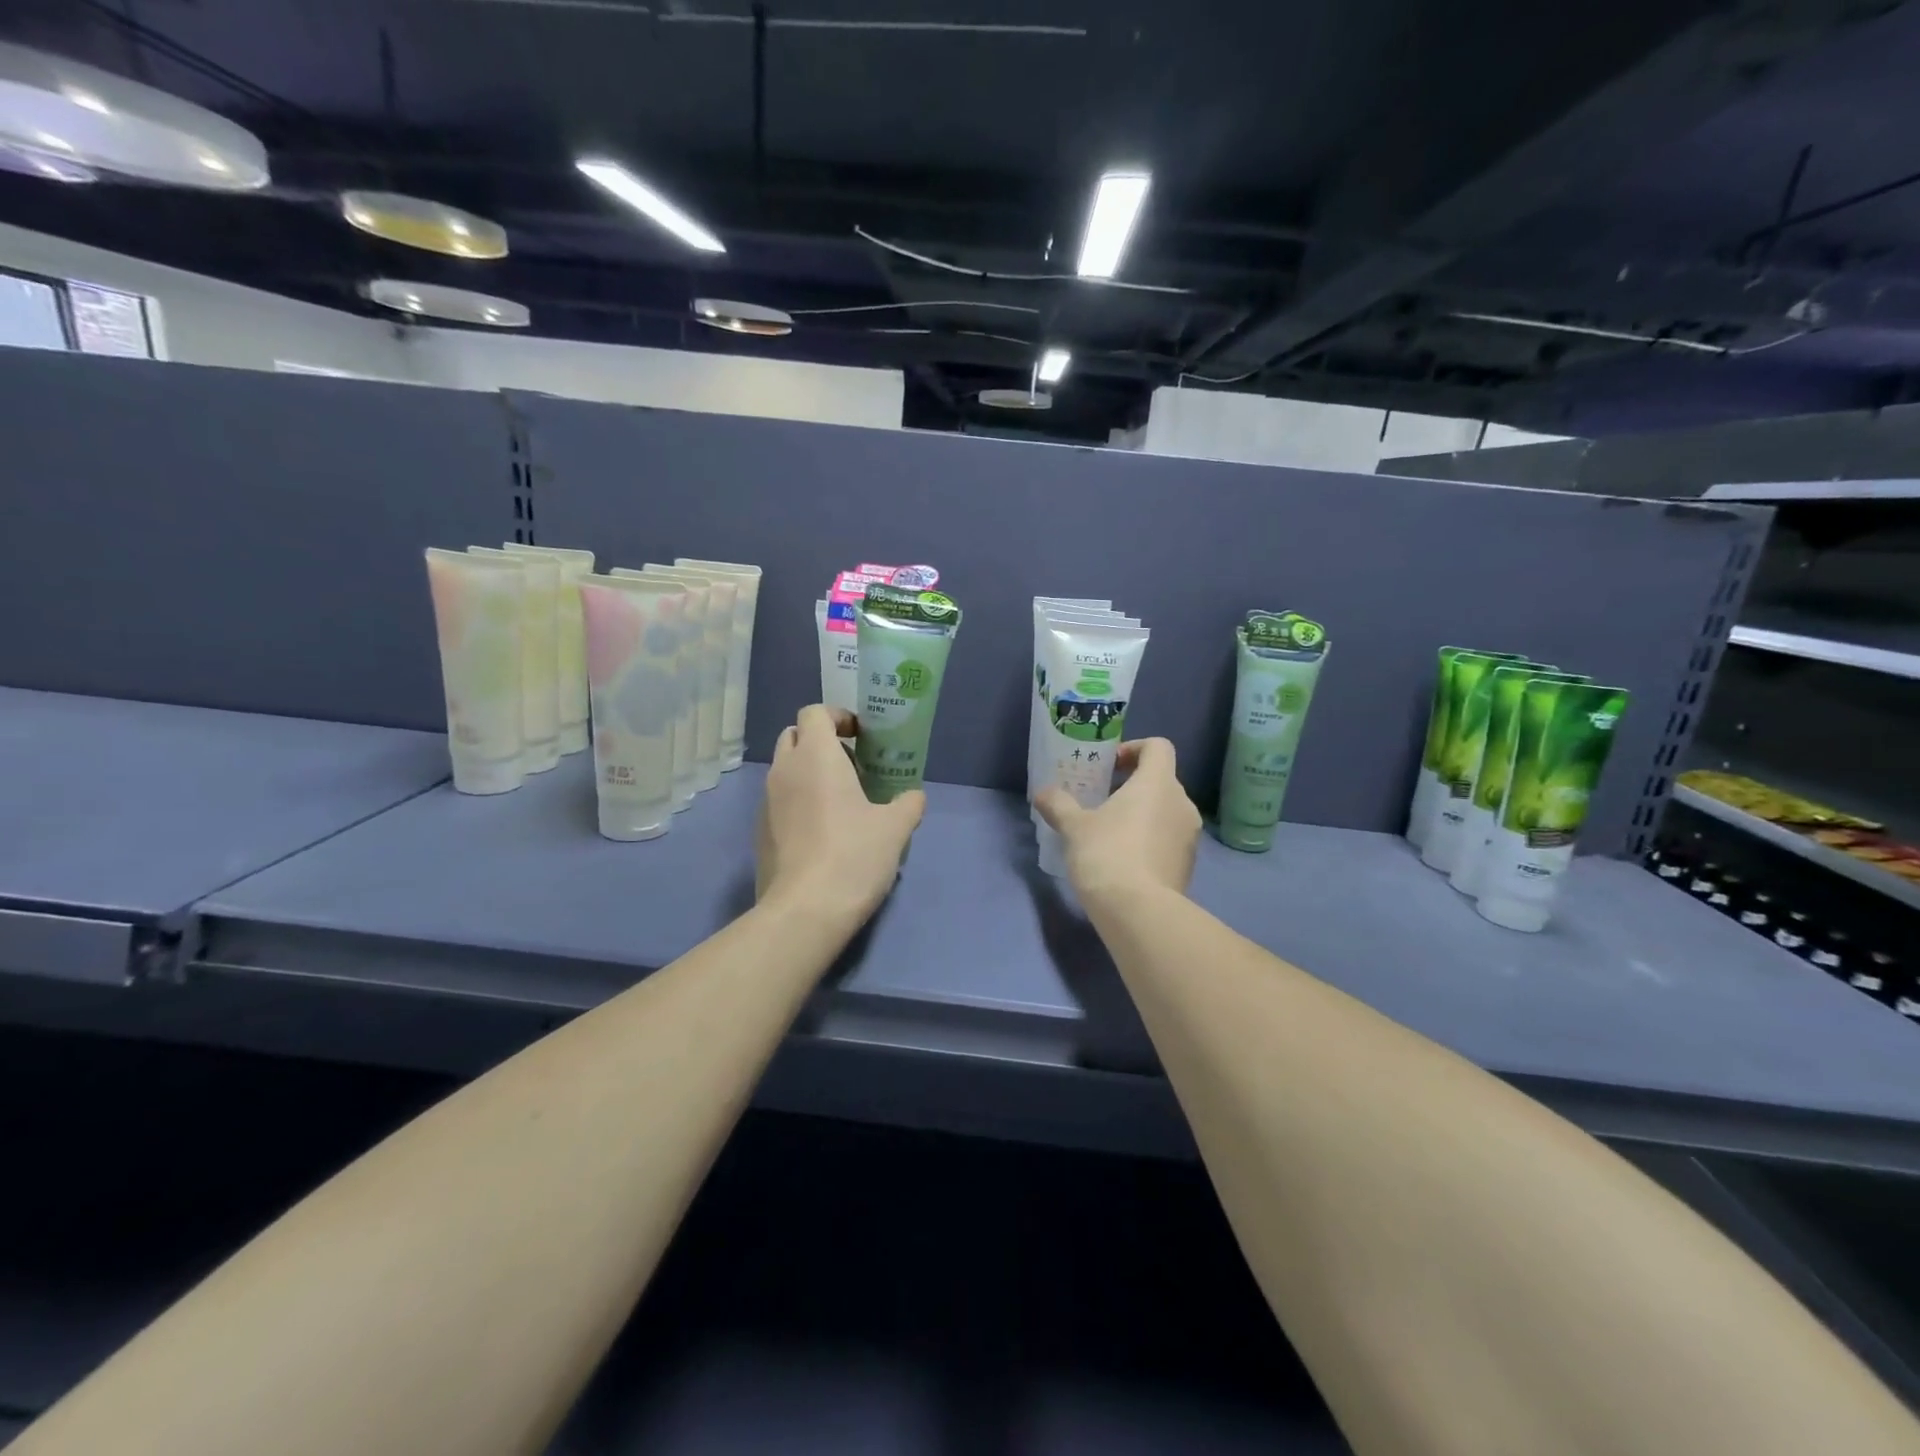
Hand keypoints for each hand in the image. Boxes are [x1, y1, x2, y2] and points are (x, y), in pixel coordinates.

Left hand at [756, 704, 925, 928]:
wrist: (805, 911)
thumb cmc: (853, 856)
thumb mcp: (895, 828)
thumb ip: (908, 803)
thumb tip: (913, 797)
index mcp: (815, 756)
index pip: (814, 713)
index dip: (838, 717)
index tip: (860, 737)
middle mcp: (784, 770)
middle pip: (795, 736)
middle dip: (821, 742)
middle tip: (853, 766)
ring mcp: (766, 802)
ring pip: (786, 769)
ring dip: (810, 773)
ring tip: (842, 801)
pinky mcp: (761, 831)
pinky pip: (780, 800)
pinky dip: (799, 801)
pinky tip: (824, 832)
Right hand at [1034, 738, 1199, 902]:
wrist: (1138, 912)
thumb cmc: (1107, 854)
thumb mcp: (1074, 827)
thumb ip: (1059, 804)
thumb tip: (1043, 793)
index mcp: (1158, 783)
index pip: (1158, 747)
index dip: (1135, 748)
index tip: (1111, 765)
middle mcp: (1182, 803)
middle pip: (1161, 779)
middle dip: (1134, 785)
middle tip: (1103, 800)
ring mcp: (1190, 836)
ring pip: (1166, 811)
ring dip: (1143, 814)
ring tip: (1111, 832)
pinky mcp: (1188, 864)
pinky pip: (1169, 839)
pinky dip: (1150, 840)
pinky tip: (1124, 860)